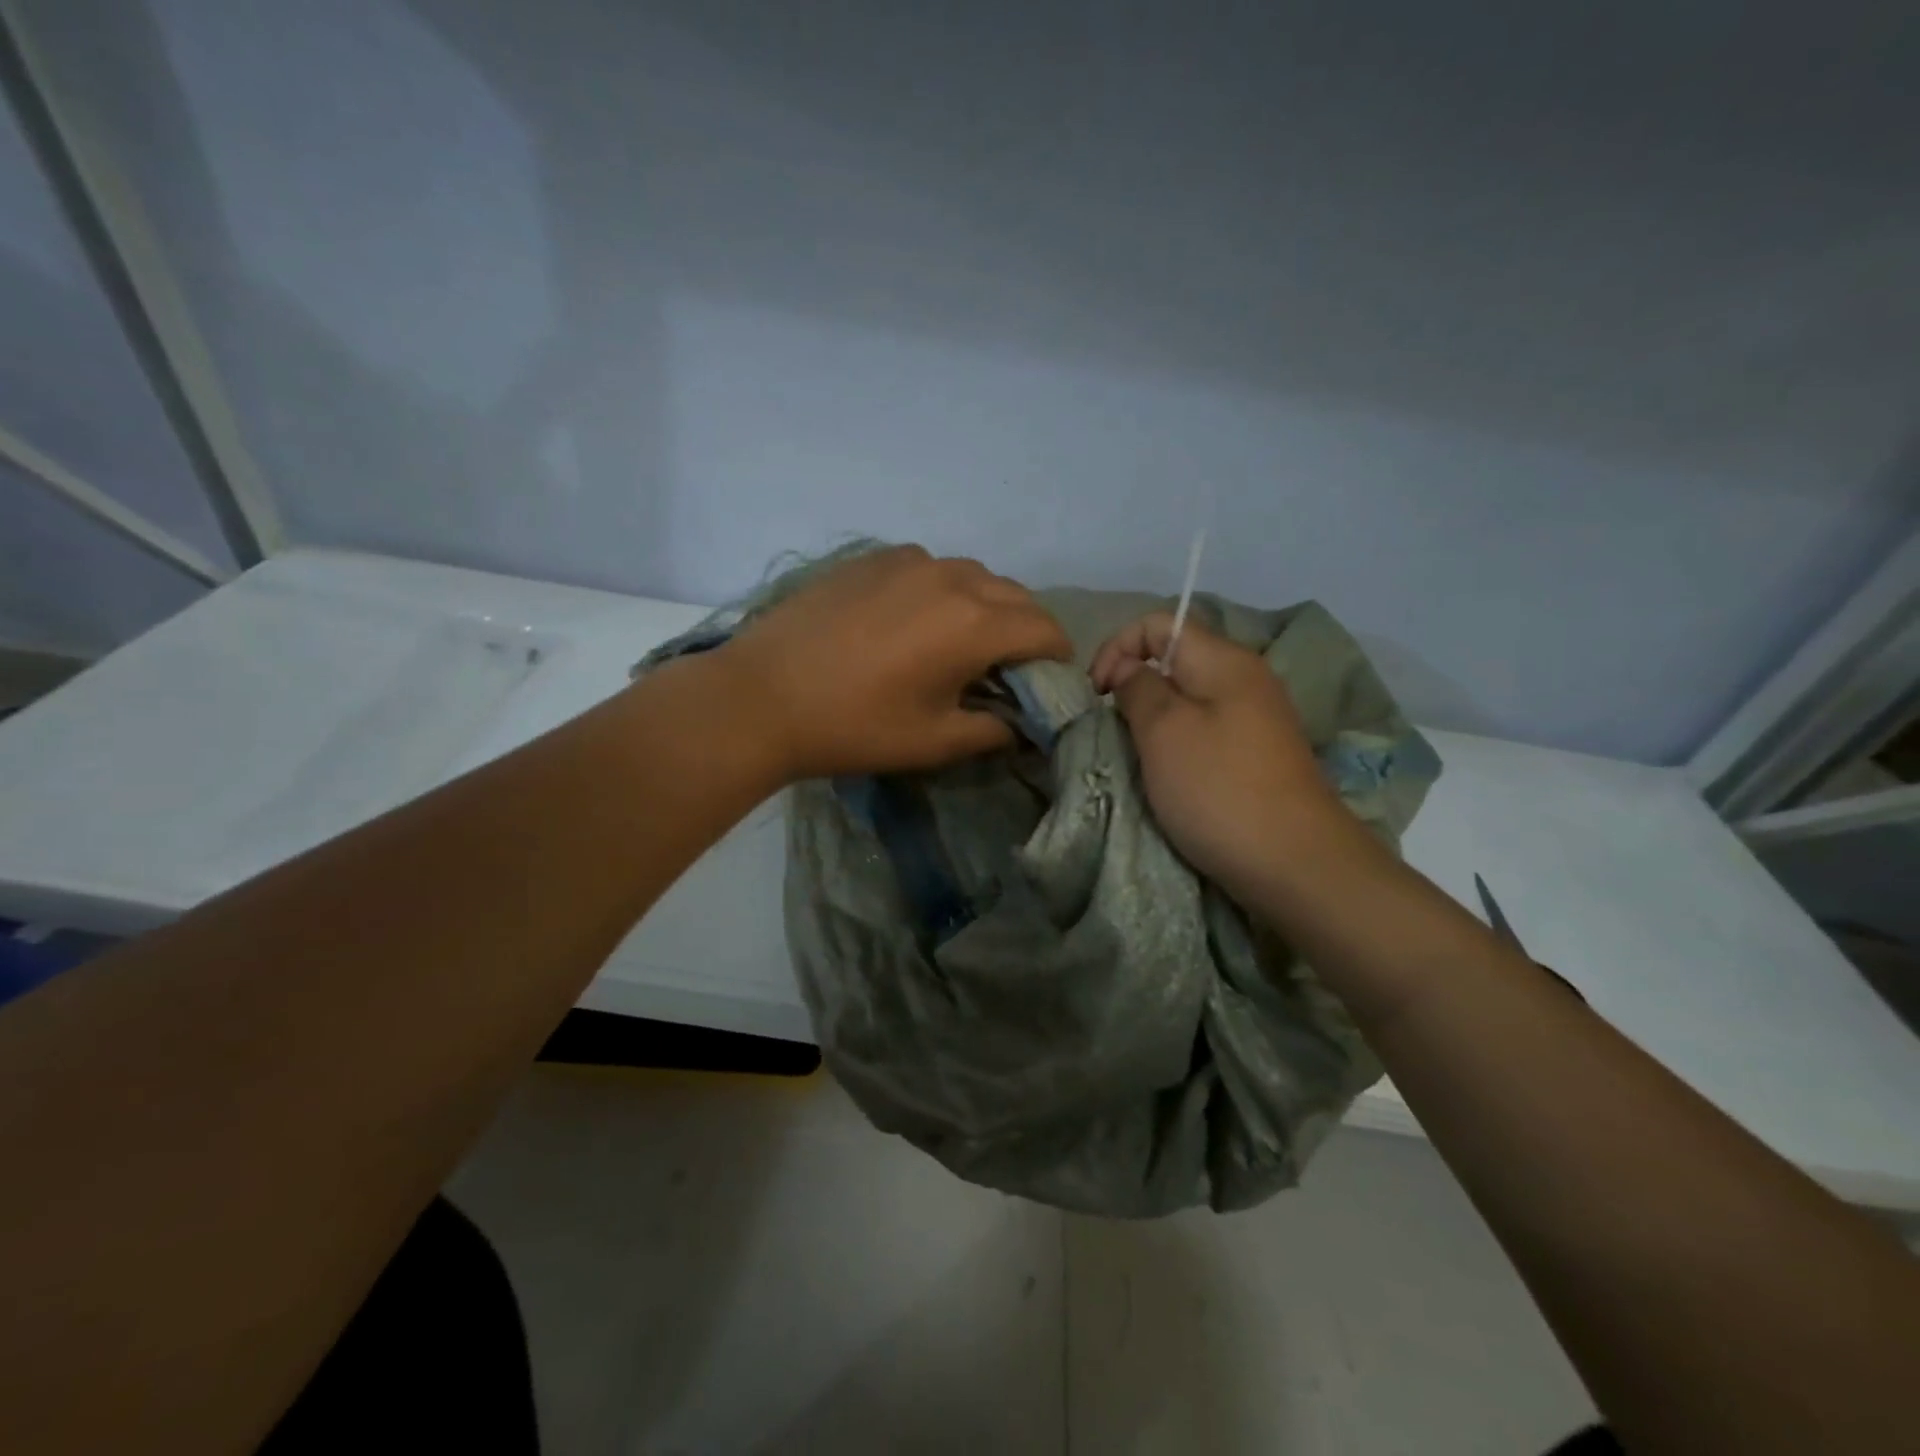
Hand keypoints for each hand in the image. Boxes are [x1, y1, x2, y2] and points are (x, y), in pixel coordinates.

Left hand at [720, 545, 1072, 779]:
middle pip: (1016, 597)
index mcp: (974, 623)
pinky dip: (944, 591)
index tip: (1047, 683)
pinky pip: (932, 568)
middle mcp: (952, 578)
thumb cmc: (855, 727)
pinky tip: (916, 621)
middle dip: (1025, 631)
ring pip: (975, 576)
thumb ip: (994, 729)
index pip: (1045, 629)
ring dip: (986, 607)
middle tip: (1007, 670)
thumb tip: (1020, 723)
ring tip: (962, 644)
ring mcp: (910, 561)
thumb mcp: (935, 741)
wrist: (762, 697)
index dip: (1056, 659)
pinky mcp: (874, 558)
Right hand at [1090, 613, 1347, 894]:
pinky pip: (1207, 729)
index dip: (1117, 648)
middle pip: (1174, 659)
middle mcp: (1246, 678)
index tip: (1098, 694)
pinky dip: (1179, 742)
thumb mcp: (1163, 731)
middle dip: (1134, 685)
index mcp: (1224, 660)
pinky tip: (1172, 774)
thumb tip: (1127, 668)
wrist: (1295, 863)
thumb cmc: (1218, 788)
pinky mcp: (1258, 754)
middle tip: (1116, 729)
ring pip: (1189, 697)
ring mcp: (1257, 718)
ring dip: (1154, 718)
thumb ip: (1137, 688)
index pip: (1159, 623)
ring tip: (1139, 754)